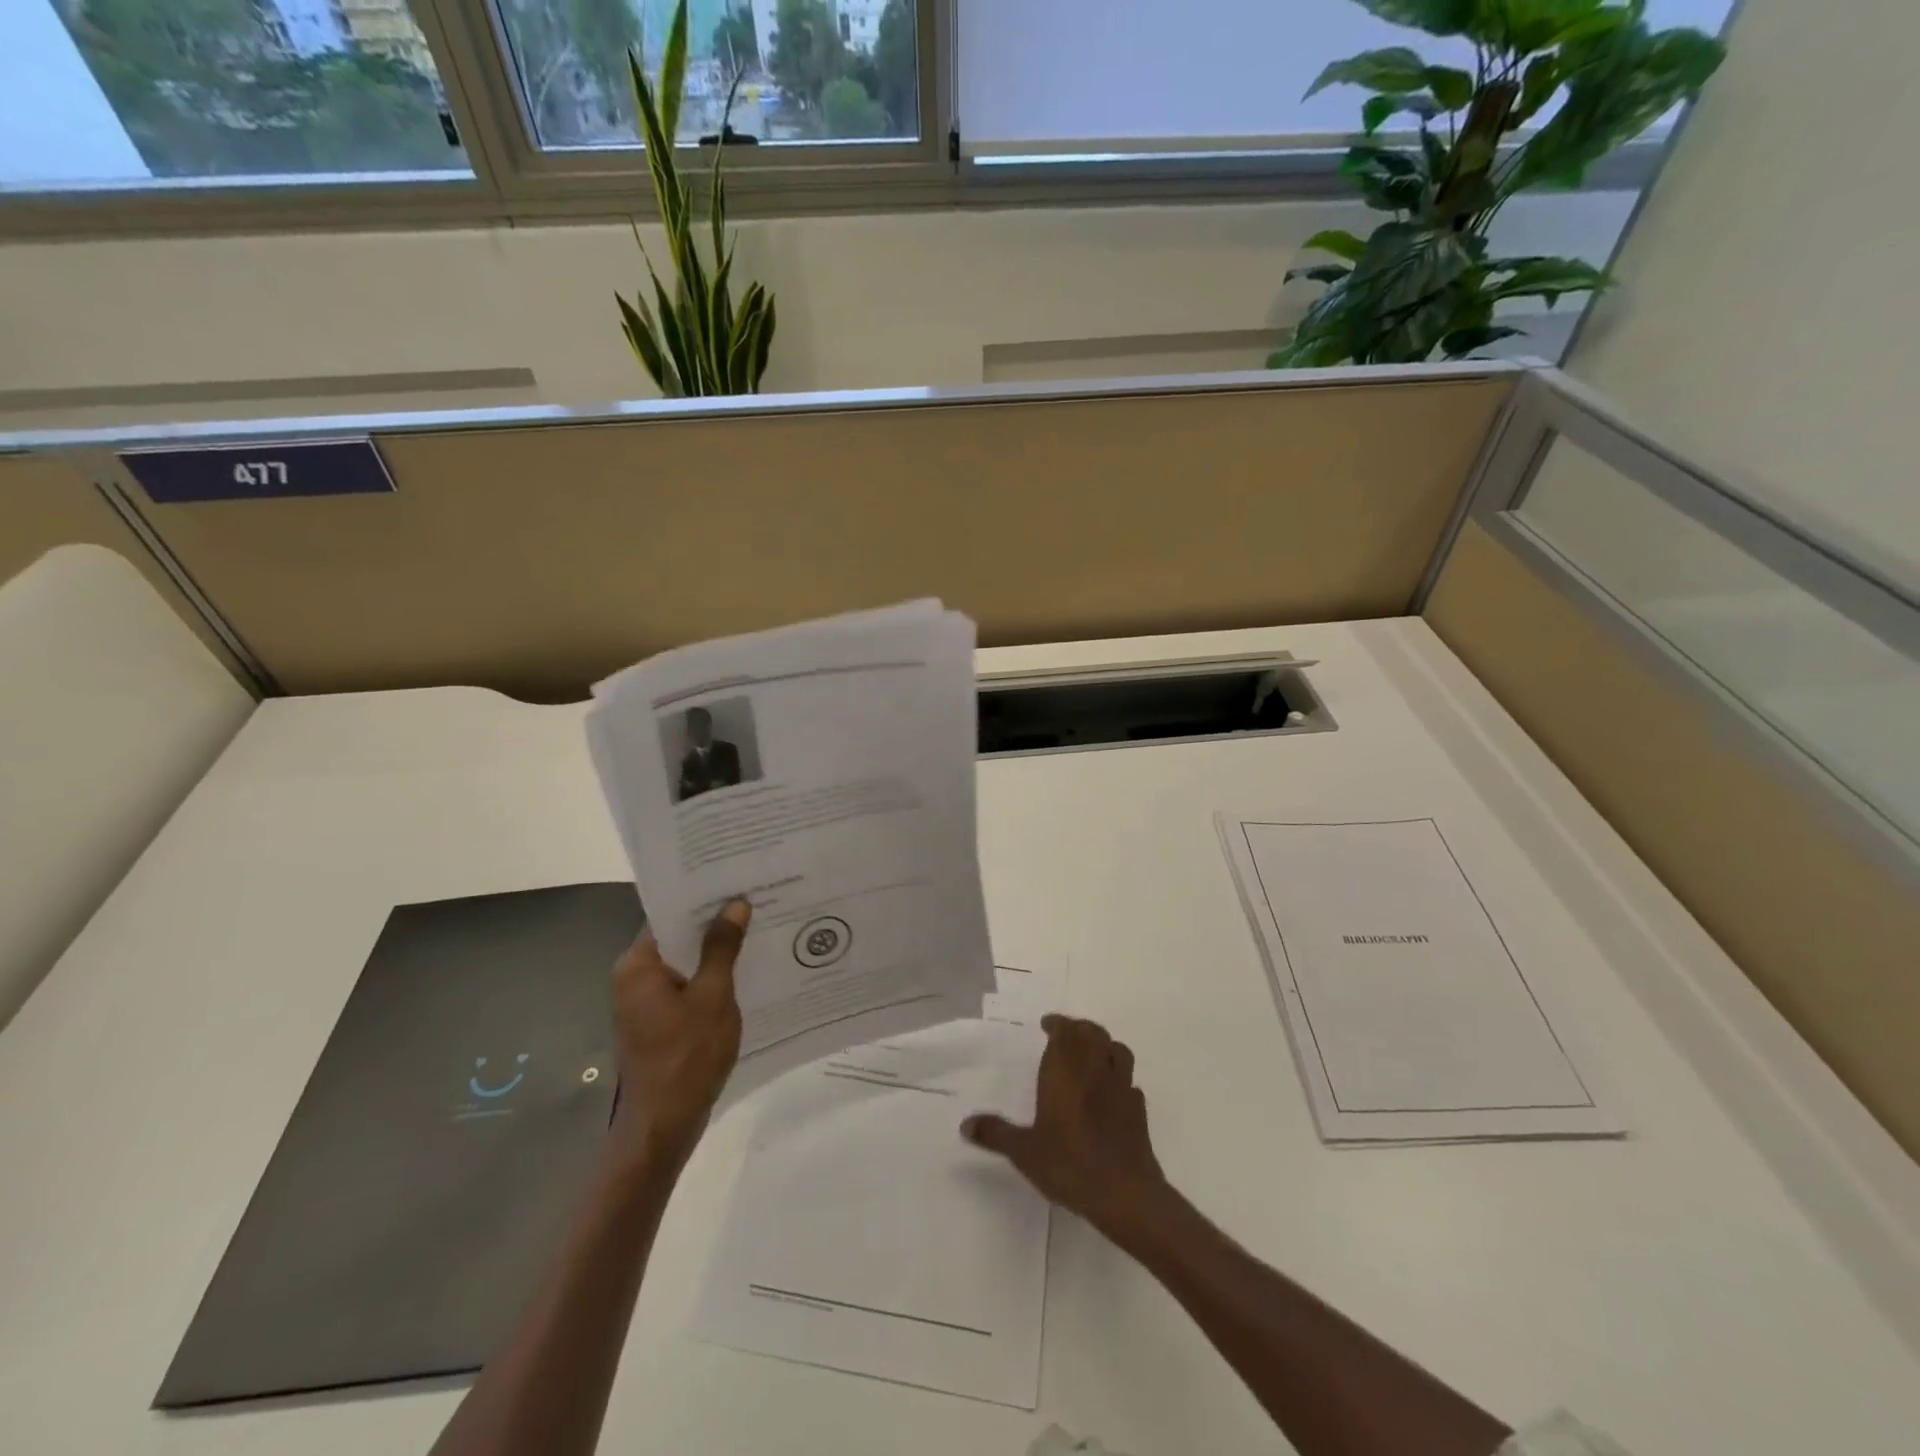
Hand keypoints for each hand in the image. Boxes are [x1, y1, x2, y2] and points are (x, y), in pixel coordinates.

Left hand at [608, 899, 749, 1165]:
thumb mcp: (713, 996)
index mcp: (638, 965)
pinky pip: (685, 986)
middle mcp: (633, 978)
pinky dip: (709, 977)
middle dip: (714, 923)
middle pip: (676, 937)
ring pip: (683, 963)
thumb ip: (722, 948)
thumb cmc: (687, 1056)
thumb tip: (734, 904)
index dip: (701, 897)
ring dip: (714, 951)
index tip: (735, 880)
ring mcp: (643, 1002)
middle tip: (755, 900)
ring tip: (756, 929)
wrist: (663, 1126)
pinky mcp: (656, 1022)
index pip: (669, 914)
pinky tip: (744, 971)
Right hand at [962, 1013, 1165, 1233]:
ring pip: (1117, 1050)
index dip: (1058, 1024)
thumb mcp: (1024, 1152)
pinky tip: (1111, 1093)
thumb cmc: (1069, 1163)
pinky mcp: (1139, 1111)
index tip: (1047, 1023)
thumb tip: (965, 1124)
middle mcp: (1096, 1070)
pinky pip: (1130, 1082)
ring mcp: (1122, 1088)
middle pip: (1093, 1034)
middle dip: (1080, 1029)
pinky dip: (1120, 1079)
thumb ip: (996, 1134)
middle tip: (1066, 1035)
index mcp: (1066, 1071)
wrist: (1124, 1193)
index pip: (1065, 1031)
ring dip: (1104, 1046)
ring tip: (1092, 1055)